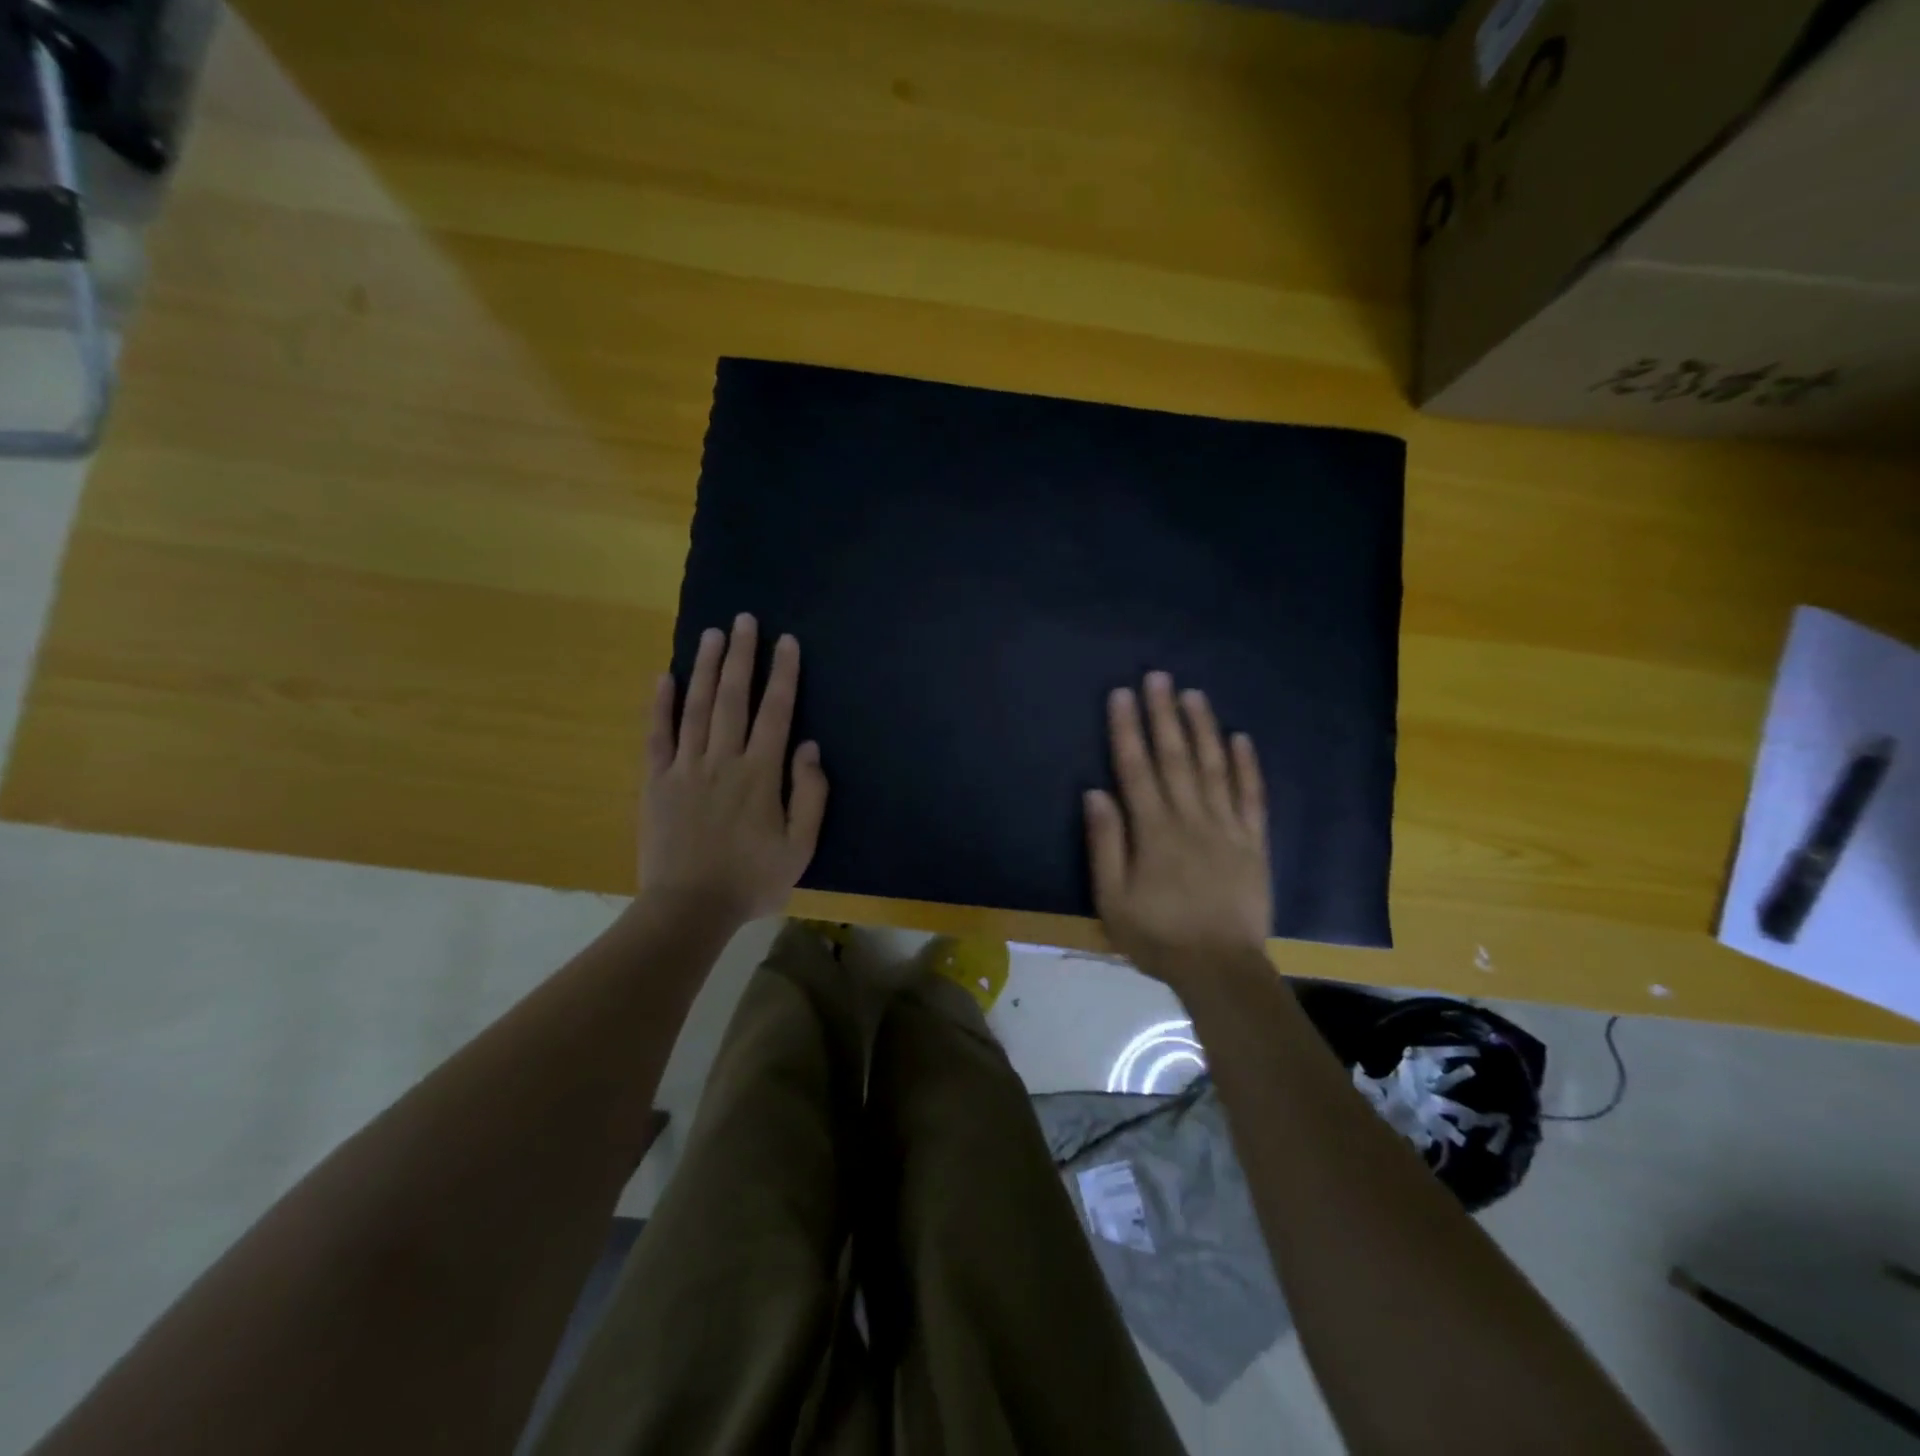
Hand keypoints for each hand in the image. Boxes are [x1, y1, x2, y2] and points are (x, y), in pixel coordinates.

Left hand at [637, 614, 828, 926]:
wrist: (689, 908)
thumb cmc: (752, 880)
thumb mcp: (800, 847)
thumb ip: (809, 795)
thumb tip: (809, 747)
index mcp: (760, 775)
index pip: (775, 712)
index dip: (782, 674)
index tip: (785, 641)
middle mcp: (722, 760)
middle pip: (732, 698)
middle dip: (741, 656)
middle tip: (744, 620)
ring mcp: (684, 768)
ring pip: (695, 707)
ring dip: (705, 668)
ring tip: (712, 634)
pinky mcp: (655, 782)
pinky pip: (656, 736)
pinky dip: (659, 705)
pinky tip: (663, 676)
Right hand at [1084, 672, 1271, 984]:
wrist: (1221, 969)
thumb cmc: (1158, 936)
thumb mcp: (1112, 899)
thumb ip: (1105, 844)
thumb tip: (1096, 793)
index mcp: (1154, 831)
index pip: (1136, 769)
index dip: (1128, 730)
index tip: (1123, 695)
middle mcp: (1191, 819)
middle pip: (1175, 758)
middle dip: (1164, 715)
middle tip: (1159, 676)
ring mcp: (1227, 828)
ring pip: (1214, 768)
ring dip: (1203, 728)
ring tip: (1194, 694)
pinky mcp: (1254, 843)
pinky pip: (1252, 797)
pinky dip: (1247, 766)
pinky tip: (1240, 738)